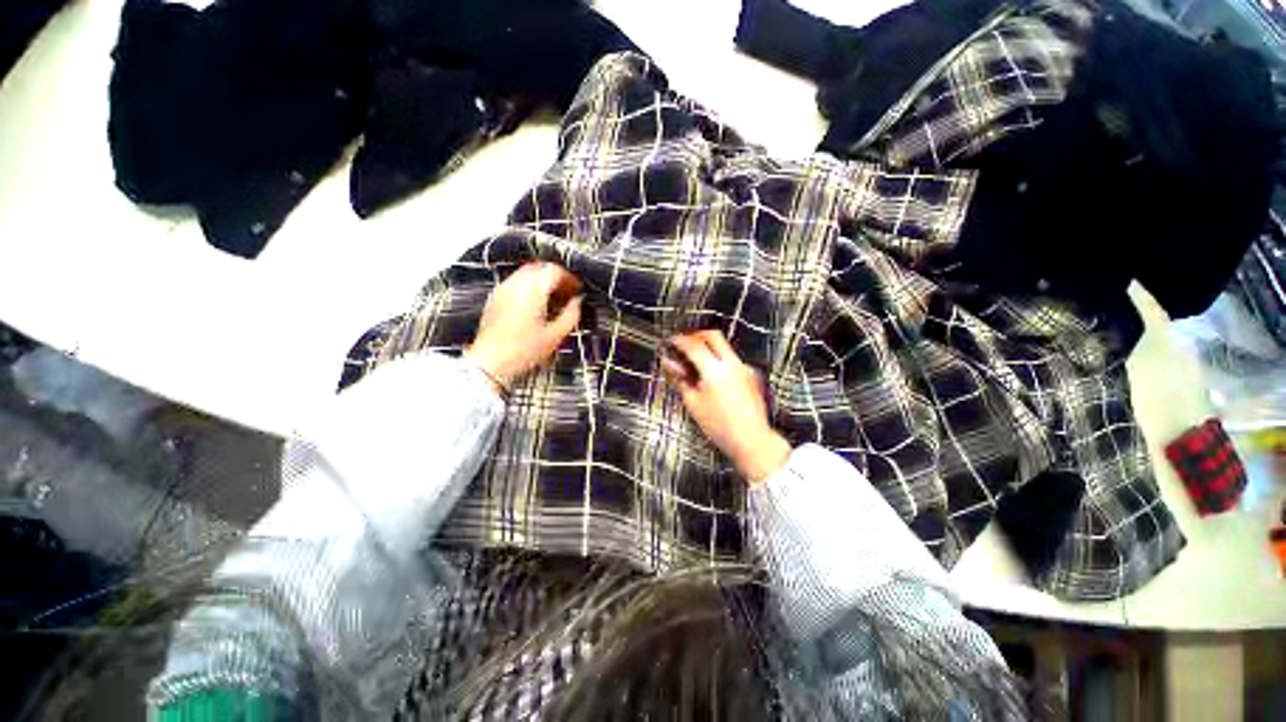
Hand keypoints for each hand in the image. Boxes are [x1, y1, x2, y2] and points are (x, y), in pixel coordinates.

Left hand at [466, 261, 582, 394]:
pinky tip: (536, 305)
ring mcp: (503, 289)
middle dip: (556, 277)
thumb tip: (578, 302)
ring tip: (553, 300)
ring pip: (527, 274)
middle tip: (567, 292)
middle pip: (540, 267)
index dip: (570, 278)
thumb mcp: (556, 335)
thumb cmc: (525, 350)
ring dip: (542, 281)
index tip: (578, 290)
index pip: (554, 271)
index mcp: (533, 290)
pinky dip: (529, 287)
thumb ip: (571, 314)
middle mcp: (516, 284)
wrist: (491, 362)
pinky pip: (516, 282)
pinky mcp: (495, 298)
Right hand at [660, 330, 791, 483]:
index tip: (670, 341)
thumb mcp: (693, 402)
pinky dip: (720, 361)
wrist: (752, 441)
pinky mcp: (752, 375)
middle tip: (684, 343)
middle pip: (713, 336)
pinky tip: (712, 376)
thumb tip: (669, 363)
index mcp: (715, 370)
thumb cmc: (719, 426)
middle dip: (696, 336)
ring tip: (695, 362)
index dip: (679, 340)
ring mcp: (744, 368)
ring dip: (709, 347)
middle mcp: (732, 363)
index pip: (693, 345)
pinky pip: (732, 360)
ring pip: (724, 347)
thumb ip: (680, 378)